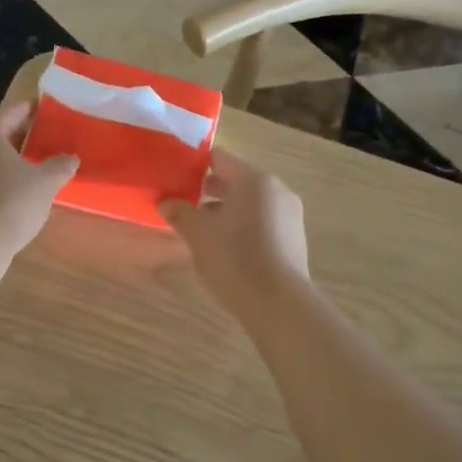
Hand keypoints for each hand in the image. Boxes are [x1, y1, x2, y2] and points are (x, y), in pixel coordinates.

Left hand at [0, 102, 76, 257]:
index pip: (10, 111)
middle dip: (14, 135)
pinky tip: (3, 192)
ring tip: (23, 169)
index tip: (44, 111)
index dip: (29, 110)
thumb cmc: (8, 204)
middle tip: (37, 141)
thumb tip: (71, 158)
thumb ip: (59, 166)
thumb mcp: (44, 185)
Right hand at [161, 149, 310, 320]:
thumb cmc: (234, 259)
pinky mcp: (295, 238)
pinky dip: (244, 226)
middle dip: (209, 190)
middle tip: (183, 203)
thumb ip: (181, 213)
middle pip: (237, 180)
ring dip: (227, 210)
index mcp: (254, 180)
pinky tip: (227, 248)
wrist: (278, 303)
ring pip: (251, 203)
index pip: (220, 158)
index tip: (175, 177)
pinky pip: (264, 222)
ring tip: (202, 229)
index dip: (195, 165)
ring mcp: (290, 214)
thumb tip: (166, 202)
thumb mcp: (198, 235)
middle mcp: (276, 190)